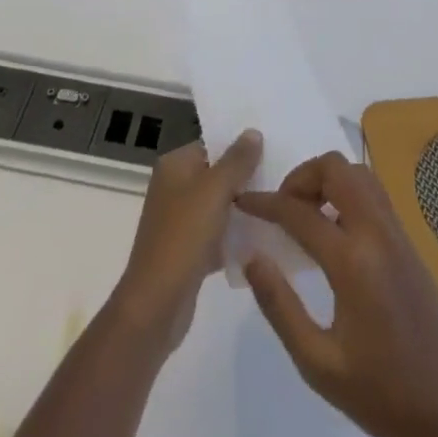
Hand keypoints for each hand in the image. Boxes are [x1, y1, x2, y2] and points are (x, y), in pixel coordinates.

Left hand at [111, 130, 261, 354]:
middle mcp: (173, 188)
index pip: (212, 146)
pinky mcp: (187, 251)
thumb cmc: (184, 236)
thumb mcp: (215, 190)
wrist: (156, 305)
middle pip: (216, 175)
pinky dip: (234, 237)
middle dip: (245, 179)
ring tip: (278, 207)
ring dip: (243, 209)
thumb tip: (253, 131)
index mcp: (174, 166)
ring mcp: (179, 221)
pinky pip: (217, 235)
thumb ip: (237, 160)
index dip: (240, 148)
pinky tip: (262, 240)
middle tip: (281, 180)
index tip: (272, 151)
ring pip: (219, 206)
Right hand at [238, 153, 437, 436]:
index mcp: (353, 262)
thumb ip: (280, 306)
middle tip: (283, 207)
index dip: (265, 203)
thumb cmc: (376, 393)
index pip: (300, 212)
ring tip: (306, 214)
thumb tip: (252, 256)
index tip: (243, 201)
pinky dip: (348, 193)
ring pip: (359, 174)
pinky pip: (375, 195)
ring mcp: (398, 234)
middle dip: (302, 177)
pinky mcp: (409, 243)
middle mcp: (378, 234)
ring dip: (328, 180)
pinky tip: (334, 230)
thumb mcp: (317, 362)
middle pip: (336, 169)